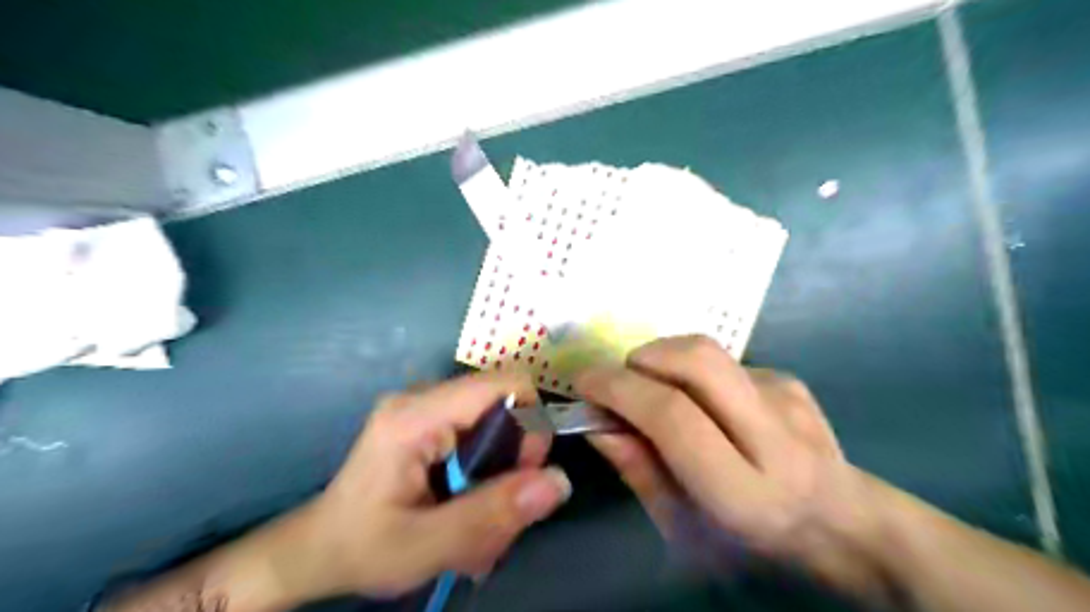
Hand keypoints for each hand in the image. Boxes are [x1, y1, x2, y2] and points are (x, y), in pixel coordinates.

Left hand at [278, 373, 570, 602]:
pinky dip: (485, 466)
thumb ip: (492, 514)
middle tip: (501, 507)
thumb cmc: (363, 547)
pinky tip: (469, 502)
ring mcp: (422, 405)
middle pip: (502, 403)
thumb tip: (558, 480)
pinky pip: (478, 429)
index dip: (531, 422)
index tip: (525, 473)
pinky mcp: (426, 419)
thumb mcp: (426, 545)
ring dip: (501, 467)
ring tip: (482, 515)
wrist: (317, 550)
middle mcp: (420, 396)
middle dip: (515, 456)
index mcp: (416, 415)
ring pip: (494, 419)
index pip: (504, 385)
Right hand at [579, 338, 893, 600]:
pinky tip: (704, 406)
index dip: (618, 388)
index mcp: (743, 492)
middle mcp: (774, 436)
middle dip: (643, 357)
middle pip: (698, 359)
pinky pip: (723, 362)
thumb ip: (639, 471)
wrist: (843, 528)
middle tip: (621, 380)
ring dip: (664, 361)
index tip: (585, 383)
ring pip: (707, 351)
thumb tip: (597, 421)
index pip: (671, 415)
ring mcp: (788, 399)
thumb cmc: (752, 545)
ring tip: (656, 393)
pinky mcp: (790, 381)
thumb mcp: (683, 528)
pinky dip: (693, 375)